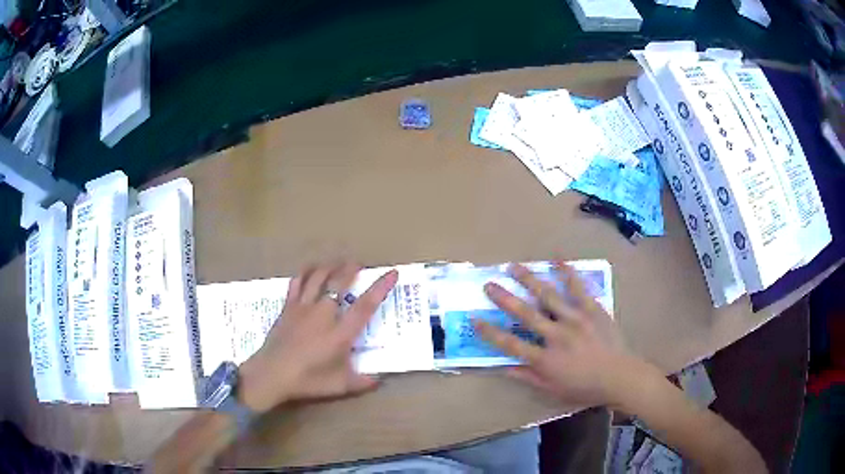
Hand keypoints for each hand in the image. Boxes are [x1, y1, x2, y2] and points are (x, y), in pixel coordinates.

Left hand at [238, 261, 397, 412]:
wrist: (271, 375)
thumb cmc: (308, 381)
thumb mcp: (340, 386)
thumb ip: (363, 382)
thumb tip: (380, 380)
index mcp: (341, 333)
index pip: (365, 306)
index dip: (380, 287)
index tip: (392, 273)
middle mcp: (324, 314)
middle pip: (340, 282)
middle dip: (351, 269)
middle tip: (359, 264)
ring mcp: (303, 308)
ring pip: (318, 277)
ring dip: (330, 266)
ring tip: (338, 262)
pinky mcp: (288, 307)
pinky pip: (297, 283)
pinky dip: (305, 273)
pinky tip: (310, 269)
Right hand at [474, 262, 637, 407]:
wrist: (619, 376)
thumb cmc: (585, 387)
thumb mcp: (553, 390)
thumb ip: (529, 377)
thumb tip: (504, 368)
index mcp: (545, 359)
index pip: (511, 344)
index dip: (491, 332)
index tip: (475, 319)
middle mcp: (556, 336)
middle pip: (525, 314)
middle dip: (504, 298)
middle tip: (489, 284)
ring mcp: (575, 319)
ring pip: (548, 296)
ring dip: (529, 280)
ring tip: (514, 266)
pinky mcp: (592, 309)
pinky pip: (578, 288)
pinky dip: (567, 273)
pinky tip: (557, 259)